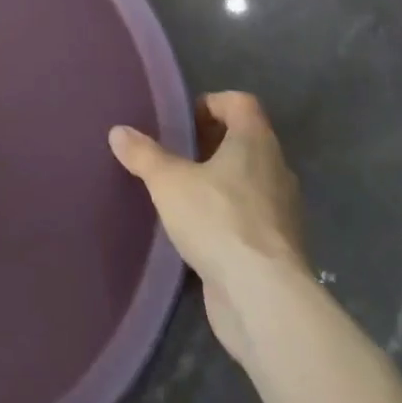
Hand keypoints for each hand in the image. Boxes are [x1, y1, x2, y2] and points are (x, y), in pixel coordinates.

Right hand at [110, 92, 309, 368]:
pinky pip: (252, 219)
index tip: (183, 122)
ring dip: (220, 183)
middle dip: (211, 145)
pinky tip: (199, 233)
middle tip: (176, 156)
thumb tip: (118, 131)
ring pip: (250, 182)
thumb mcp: (168, 181)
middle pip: (245, 142)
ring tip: (183, 194)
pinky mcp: (279, 250)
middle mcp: (276, 169)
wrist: (264, 299)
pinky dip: (228, 218)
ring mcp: (283, 212)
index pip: (241, 103)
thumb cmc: (218, 220)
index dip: (212, 103)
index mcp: (256, 141)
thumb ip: (144, 154)